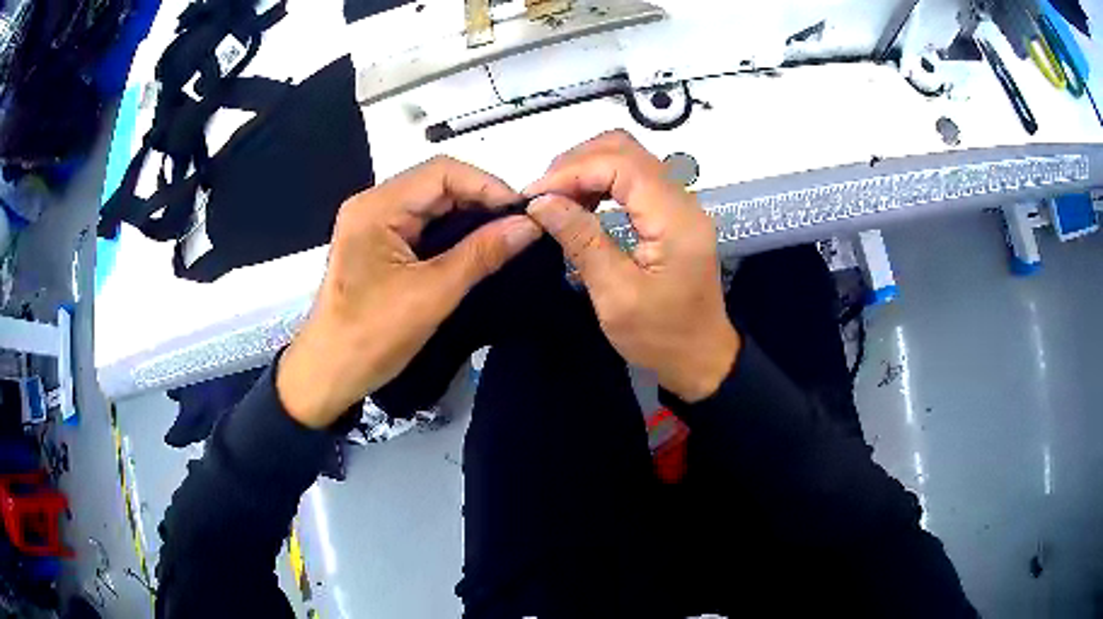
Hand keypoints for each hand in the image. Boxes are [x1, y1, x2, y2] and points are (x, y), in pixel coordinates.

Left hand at [277, 156, 541, 427]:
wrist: (329, 374)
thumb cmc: (372, 336)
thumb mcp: (432, 294)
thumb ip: (482, 254)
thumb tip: (529, 226)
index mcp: (377, 207)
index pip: (442, 171)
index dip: (488, 185)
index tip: (523, 212)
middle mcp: (373, 205)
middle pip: (436, 183)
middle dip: (481, 199)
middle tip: (520, 225)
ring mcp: (373, 223)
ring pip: (431, 204)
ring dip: (469, 215)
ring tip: (506, 234)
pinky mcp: (378, 243)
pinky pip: (422, 224)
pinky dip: (452, 231)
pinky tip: (477, 245)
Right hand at [525, 130, 738, 401]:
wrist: (701, 358)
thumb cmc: (661, 336)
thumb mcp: (616, 295)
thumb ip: (582, 241)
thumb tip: (541, 202)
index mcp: (675, 218)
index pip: (621, 163)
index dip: (573, 170)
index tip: (534, 196)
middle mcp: (682, 200)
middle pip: (626, 149)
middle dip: (577, 162)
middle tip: (542, 195)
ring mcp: (679, 204)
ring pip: (629, 158)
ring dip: (587, 169)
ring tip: (555, 199)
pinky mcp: (672, 214)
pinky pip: (633, 179)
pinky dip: (601, 182)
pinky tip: (581, 204)